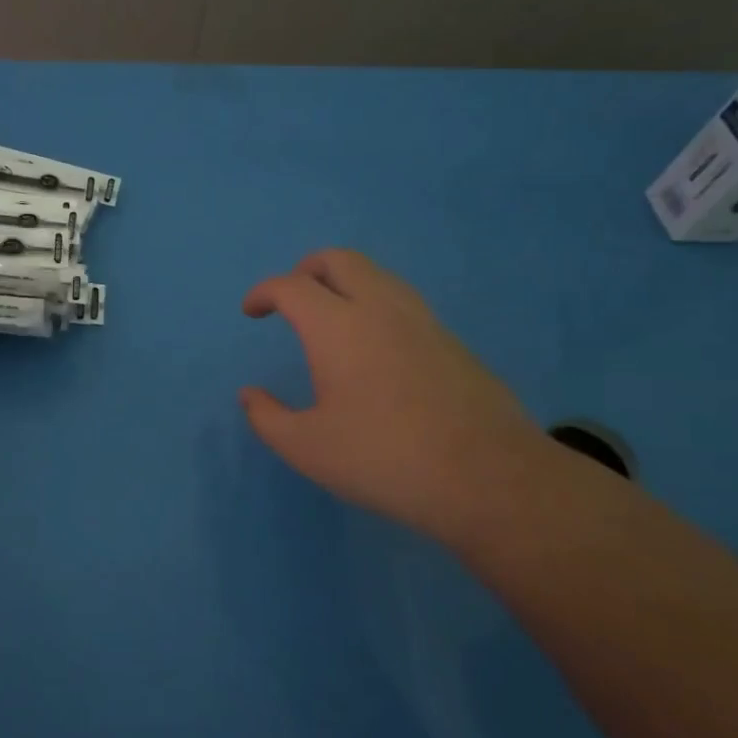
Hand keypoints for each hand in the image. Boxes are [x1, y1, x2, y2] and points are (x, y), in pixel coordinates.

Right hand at [240, 249, 553, 540]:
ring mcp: (422, 321)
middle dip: (305, 270)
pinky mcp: (451, 341)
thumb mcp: (307, 448)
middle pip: (339, 260)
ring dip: (344, 282)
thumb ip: (267, 417)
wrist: (488, 477)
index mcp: (337, 326)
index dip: (264, 292)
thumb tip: (250, 394)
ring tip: (330, 318)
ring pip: (376, 275)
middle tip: (290, 299)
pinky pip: (402, 301)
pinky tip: (372, 347)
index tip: (252, 312)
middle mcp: (380, 308)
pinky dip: (374, 304)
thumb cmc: (383, 458)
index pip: (291, 286)